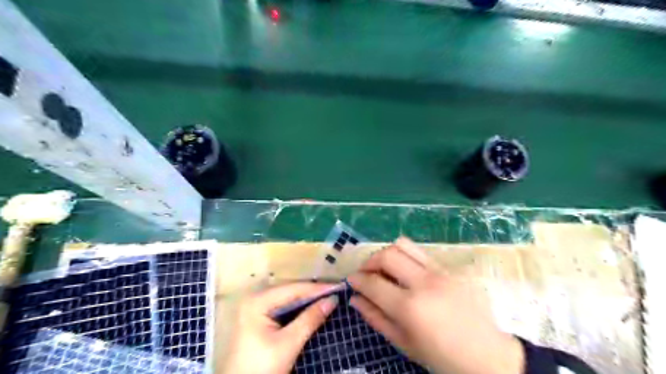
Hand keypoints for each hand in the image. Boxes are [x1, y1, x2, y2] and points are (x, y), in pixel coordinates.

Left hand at [221, 284, 338, 373]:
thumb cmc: (262, 368)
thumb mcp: (288, 343)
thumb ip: (310, 319)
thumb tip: (332, 300)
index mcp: (258, 301)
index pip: (293, 289)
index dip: (317, 288)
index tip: (339, 287)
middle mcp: (255, 299)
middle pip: (290, 291)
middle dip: (313, 293)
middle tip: (336, 292)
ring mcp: (256, 308)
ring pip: (288, 299)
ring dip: (307, 300)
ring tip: (328, 297)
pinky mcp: (259, 319)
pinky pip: (283, 308)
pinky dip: (299, 309)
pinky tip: (312, 308)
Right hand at [349, 238, 524, 373]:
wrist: (488, 356)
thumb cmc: (442, 356)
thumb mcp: (404, 343)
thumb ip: (376, 318)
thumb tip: (355, 298)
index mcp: (410, 308)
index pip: (373, 282)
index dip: (357, 279)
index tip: (352, 280)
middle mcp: (424, 283)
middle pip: (387, 254)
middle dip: (370, 260)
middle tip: (367, 273)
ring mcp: (440, 272)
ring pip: (404, 244)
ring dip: (388, 253)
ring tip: (385, 268)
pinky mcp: (451, 268)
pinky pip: (421, 253)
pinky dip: (407, 258)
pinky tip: (408, 273)